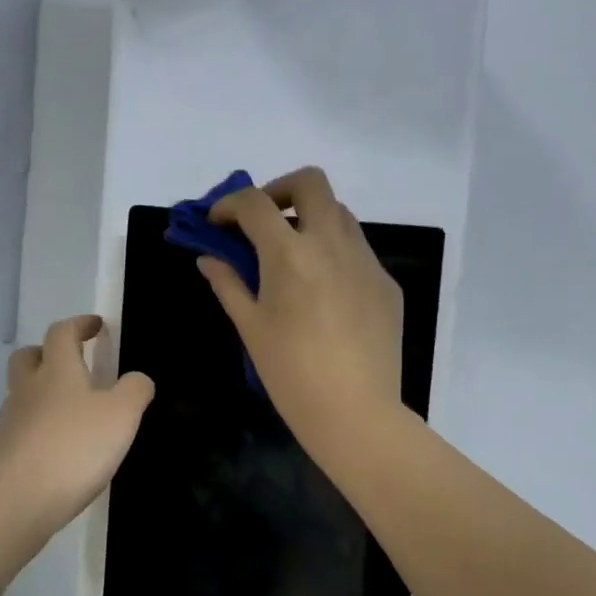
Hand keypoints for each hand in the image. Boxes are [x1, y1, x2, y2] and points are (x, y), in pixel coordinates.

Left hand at [0, 314, 154, 535]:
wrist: (17, 500)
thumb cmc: (74, 447)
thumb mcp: (122, 415)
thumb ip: (135, 390)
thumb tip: (137, 378)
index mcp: (57, 370)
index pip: (62, 332)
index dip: (79, 325)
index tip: (95, 326)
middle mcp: (28, 388)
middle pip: (29, 357)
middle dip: (48, 353)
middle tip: (71, 362)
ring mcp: (10, 421)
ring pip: (22, 393)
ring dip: (42, 392)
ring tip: (71, 411)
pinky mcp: (2, 452)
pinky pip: (21, 427)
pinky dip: (37, 427)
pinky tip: (57, 447)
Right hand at [197, 167, 404, 450]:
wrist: (356, 413)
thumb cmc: (291, 373)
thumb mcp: (251, 327)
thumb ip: (228, 283)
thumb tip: (209, 259)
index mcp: (290, 253)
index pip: (254, 203)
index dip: (229, 205)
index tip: (218, 224)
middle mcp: (332, 243)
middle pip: (310, 182)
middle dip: (279, 190)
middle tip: (262, 221)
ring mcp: (366, 261)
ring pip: (339, 213)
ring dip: (310, 219)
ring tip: (292, 256)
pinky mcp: (386, 283)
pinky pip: (357, 250)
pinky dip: (333, 252)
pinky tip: (323, 293)